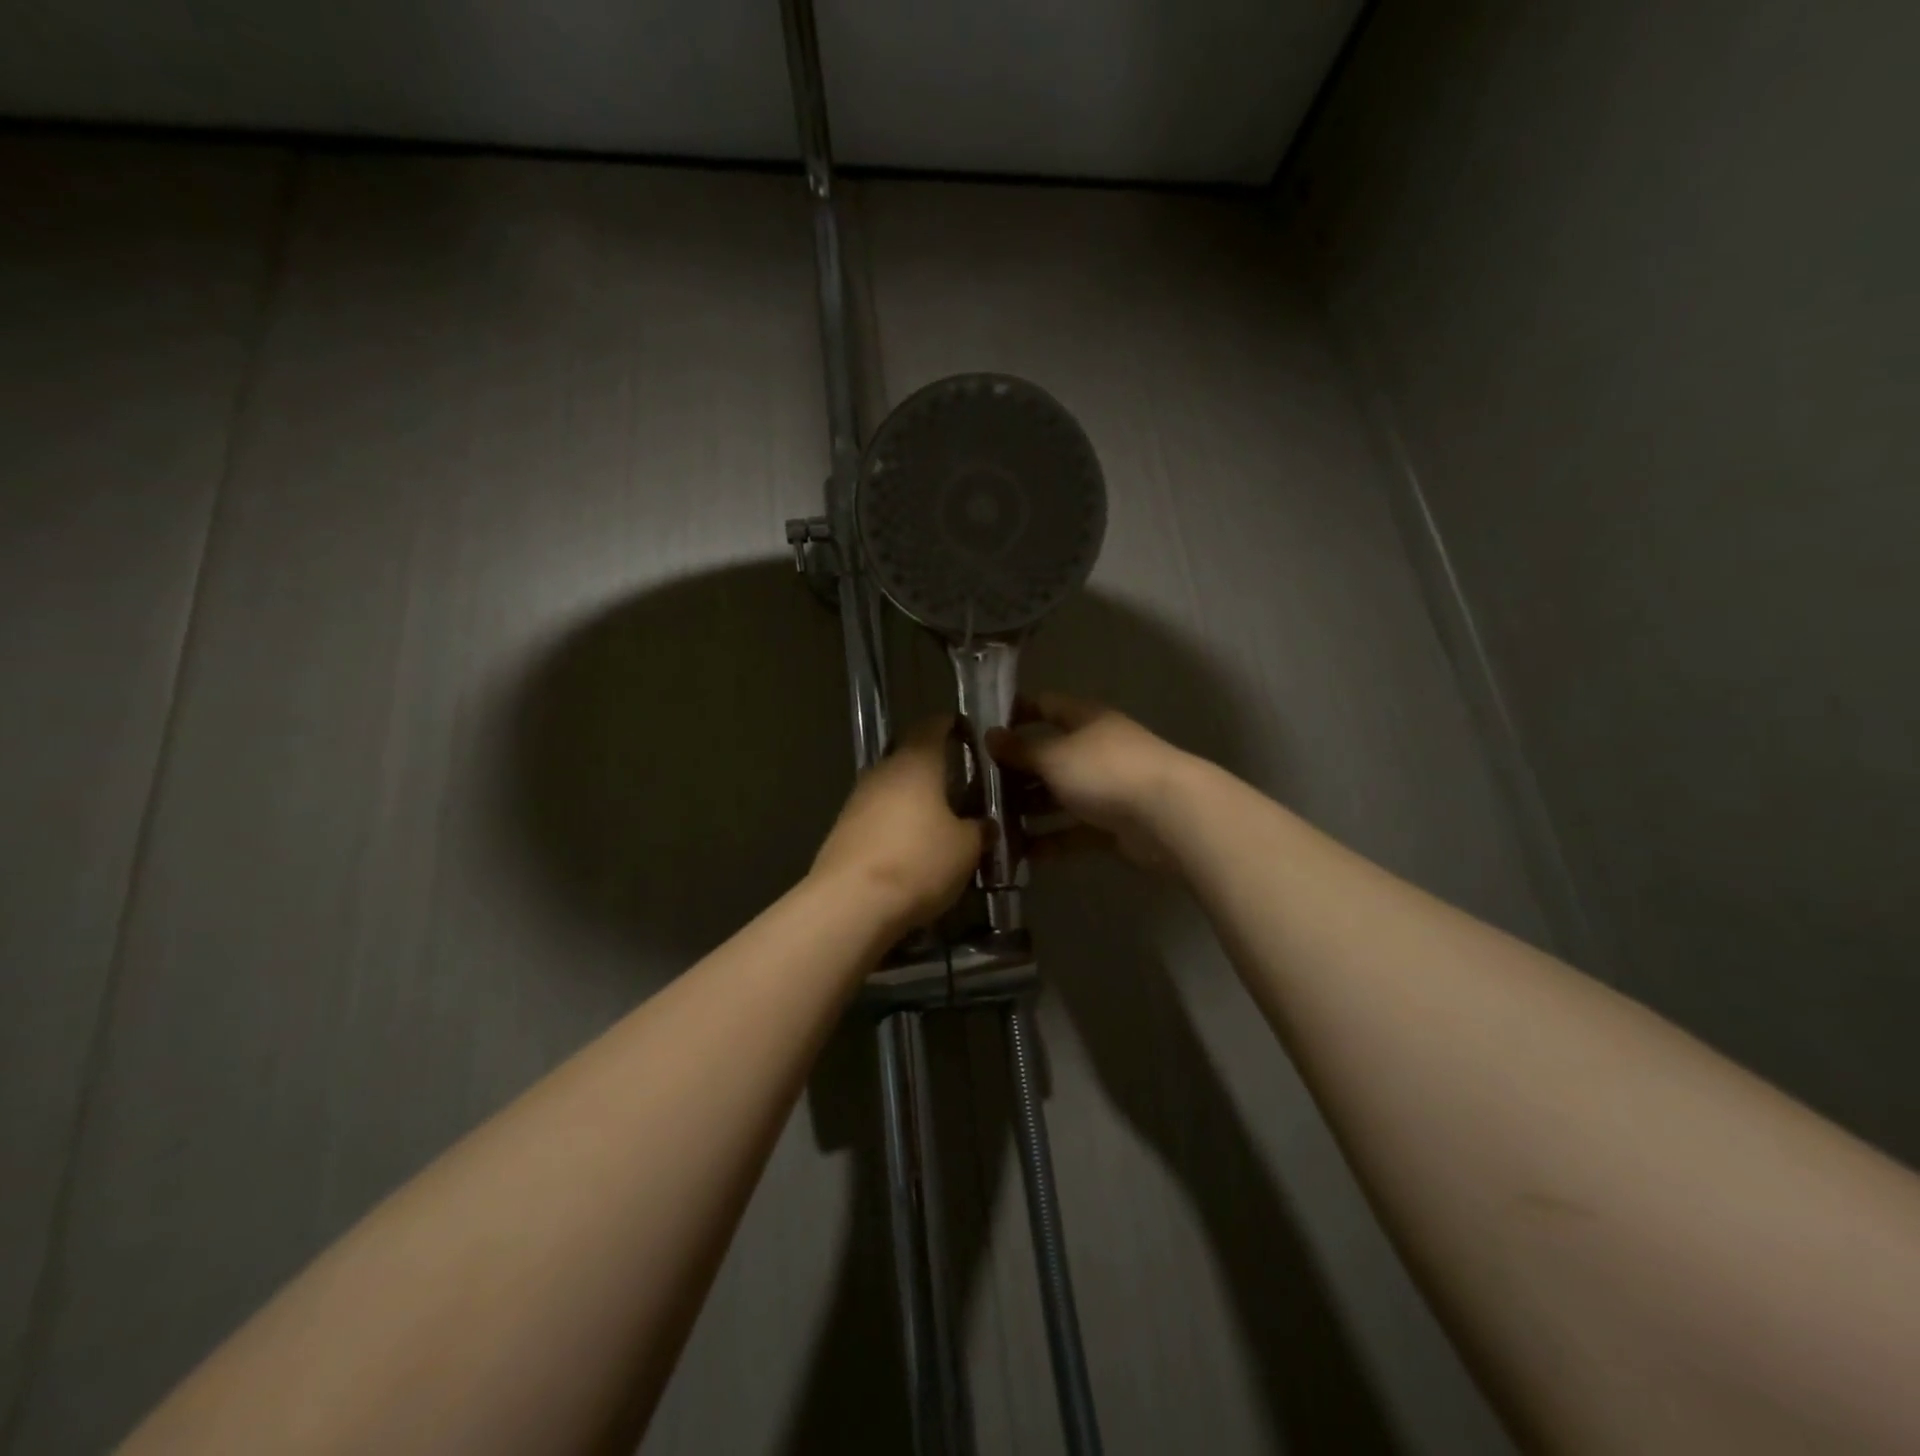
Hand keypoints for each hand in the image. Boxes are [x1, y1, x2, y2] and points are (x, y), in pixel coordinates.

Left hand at [812, 716, 987, 932]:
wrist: (851, 902)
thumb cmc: (918, 861)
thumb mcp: (966, 848)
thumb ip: (979, 830)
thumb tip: (983, 824)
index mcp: (916, 762)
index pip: (933, 726)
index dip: (951, 726)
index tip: (967, 733)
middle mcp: (883, 771)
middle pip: (911, 758)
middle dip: (935, 770)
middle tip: (962, 786)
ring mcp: (857, 800)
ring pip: (893, 789)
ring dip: (914, 801)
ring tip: (940, 822)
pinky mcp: (843, 830)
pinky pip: (878, 817)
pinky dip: (896, 825)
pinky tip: (912, 849)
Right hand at [988, 693, 1191, 870]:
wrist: (1168, 816)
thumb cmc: (1105, 771)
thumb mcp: (1054, 755)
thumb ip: (1020, 749)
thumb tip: (990, 735)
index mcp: (1085, 720)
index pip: (1046, 706)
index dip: (1016, 713)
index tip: (983, 729)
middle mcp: (1095, 750)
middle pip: (1049, 756)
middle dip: (1015, 771)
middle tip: (975, 787)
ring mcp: (1106, 789)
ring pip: (1058, 796)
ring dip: (1028, 809)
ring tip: (991, 823)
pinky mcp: (1112, 826)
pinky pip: (1072, 831)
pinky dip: (1049, 840)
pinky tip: (1019, 853)